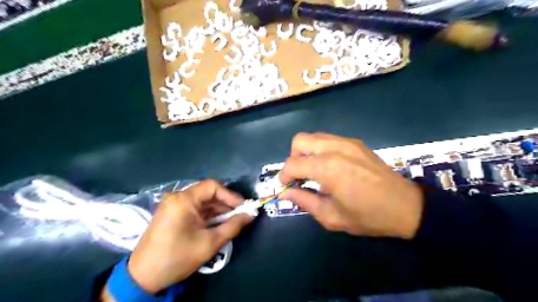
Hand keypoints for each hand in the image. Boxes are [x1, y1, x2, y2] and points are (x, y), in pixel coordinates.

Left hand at [109, 180, 254, 294]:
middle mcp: (177, 197)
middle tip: (240, 216)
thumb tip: (250, 215)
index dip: (230, 195)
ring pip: (202, 201)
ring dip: (217, 210)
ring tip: (231, 222)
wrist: (143, 277)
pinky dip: (207, 215)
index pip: (212, 186)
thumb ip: (233, 226)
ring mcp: (172, 205)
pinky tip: (216, 224)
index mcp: (183, 200)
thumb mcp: (210, 243)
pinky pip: (194, 208)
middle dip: (225, 204)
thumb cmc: (177, 257)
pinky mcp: (171, 213)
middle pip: (207, 193)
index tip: (243, 207)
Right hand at [280, 133, 421, 237]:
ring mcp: (346, 142)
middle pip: (299, 141)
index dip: (283, 176)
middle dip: (293, 158)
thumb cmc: (367, 216)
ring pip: (313, 137)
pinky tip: (330, 166)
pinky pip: (328, 139)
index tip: (285, 187)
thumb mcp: (331, 216)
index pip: (292, 164)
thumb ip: (304, 201)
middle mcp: (334, 148)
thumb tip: (284, 193)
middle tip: (300, 176)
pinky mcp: (355, 142)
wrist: (406, 206)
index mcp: (327, 168)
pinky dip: (320, 150)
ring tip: (314, 171)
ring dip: (307, 152)